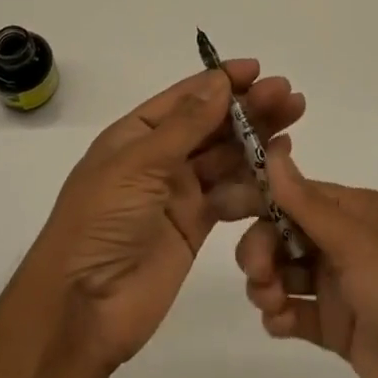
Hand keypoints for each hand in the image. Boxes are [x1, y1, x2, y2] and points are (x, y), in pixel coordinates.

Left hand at [32, 62, 305, 370]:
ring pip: (224, 157)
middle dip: (248, 108)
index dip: (220, 81)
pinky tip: (279, 168)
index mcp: (136, 135)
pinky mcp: (195, 225)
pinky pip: (230, 195)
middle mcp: (159, 158)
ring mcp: (178, 192)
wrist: (83, 307)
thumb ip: (184, 125)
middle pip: (211, 124)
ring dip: (257, 140)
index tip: (257, 69)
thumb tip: (218, 81)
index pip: (184, 98)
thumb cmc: (101, 222)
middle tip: (289, 96)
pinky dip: (253, 182)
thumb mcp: (138, 165)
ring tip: (293, 122)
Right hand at [235, 140, 377, 377]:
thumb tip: (273, 150)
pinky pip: (298, 312)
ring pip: (287, 271)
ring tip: (271, 304)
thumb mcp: (362, 245)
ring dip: (267, 281)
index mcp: (359, 212)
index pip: (297, 193)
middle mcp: (349, 244)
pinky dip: (281, 315)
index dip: (261, 197)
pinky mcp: (342, 331)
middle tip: (258, 273)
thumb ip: (310, 204)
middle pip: (285, 231)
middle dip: (262, 246)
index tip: (223, 208)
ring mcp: (345, 288)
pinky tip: (280, 326)